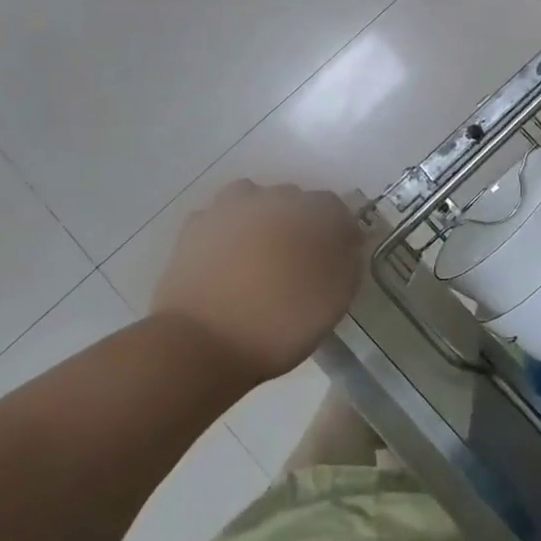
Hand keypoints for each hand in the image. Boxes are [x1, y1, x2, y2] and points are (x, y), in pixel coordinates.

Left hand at [153, 181, 362, 385]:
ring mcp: (228, 209)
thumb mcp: (335, 299)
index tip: (338, 261)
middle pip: (293, 200)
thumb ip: (347, 261)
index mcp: (311, 211)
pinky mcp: (194, 228)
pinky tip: (226, 260)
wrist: (202, 342)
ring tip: (259, 255)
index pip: (335, 208)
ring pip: (253, 200)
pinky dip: (225, 233)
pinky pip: (219, 220)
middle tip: (298, 262)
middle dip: (299, 224)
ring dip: (260, 219)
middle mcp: (271, 197)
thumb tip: (345, 242)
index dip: (339, 234)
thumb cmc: (280, 323)